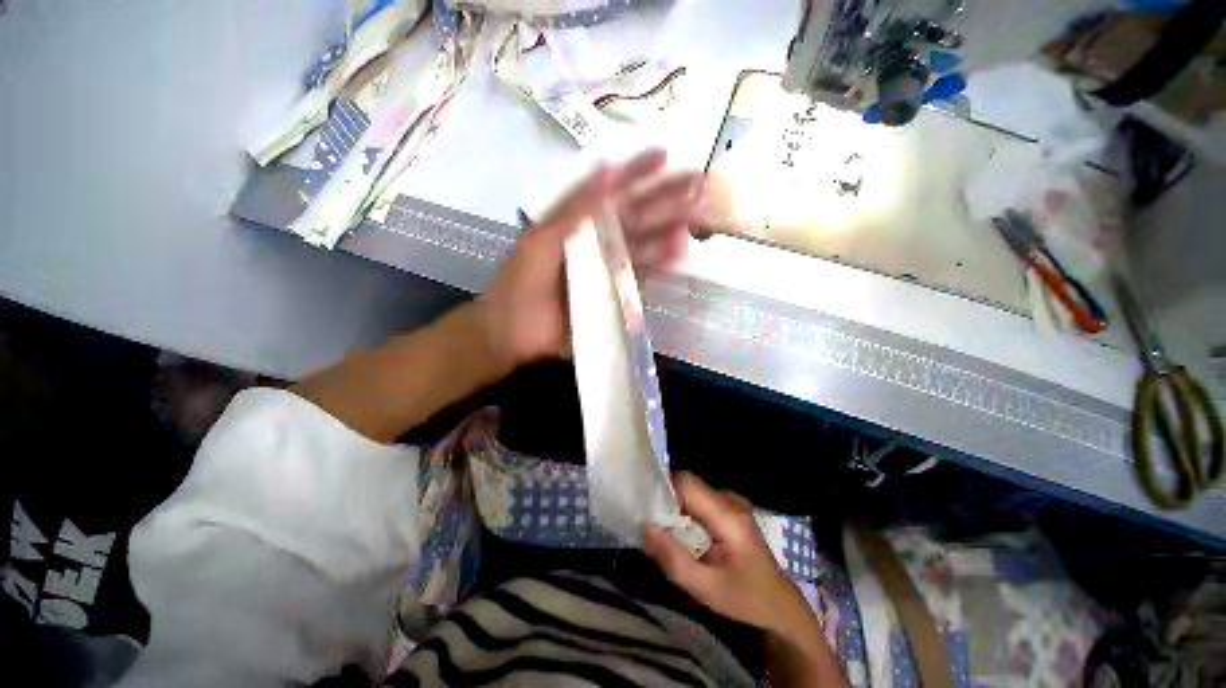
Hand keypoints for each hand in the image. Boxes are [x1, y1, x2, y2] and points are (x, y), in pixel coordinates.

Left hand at [475, 149, 705, 370]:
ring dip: (668, 229)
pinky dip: (660, 264)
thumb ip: (572, 213)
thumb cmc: (521, 289)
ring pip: (643, 244)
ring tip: (696, 217)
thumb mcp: (539, 244)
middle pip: (633, 216)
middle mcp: (595, 242)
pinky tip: (678, 253)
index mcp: (575, 224)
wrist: (517, 338)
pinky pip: (641, 276)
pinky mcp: (616, 295)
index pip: (608, 192)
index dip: (635, 172)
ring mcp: (607, 269)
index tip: (664, 156)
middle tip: (699, 185)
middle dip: (665, 198)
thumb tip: (607, 170)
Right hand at [643, 473, 819, 638]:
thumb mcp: (706, 589)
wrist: (780, 604)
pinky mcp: (730, 507)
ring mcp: (732, 501)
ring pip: (692, 488)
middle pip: (688, 483)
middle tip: (648, 518)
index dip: (662, 489)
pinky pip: (699, 497)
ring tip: (659, 523)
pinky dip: (684, 506)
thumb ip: (674, 560)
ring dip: (674, 502)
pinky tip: (678, 526)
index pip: (687, 484)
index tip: (644, 506)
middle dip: (665, 496)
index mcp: (728, 516)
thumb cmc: (745, 599)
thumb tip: (646, 528)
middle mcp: (730, 499)